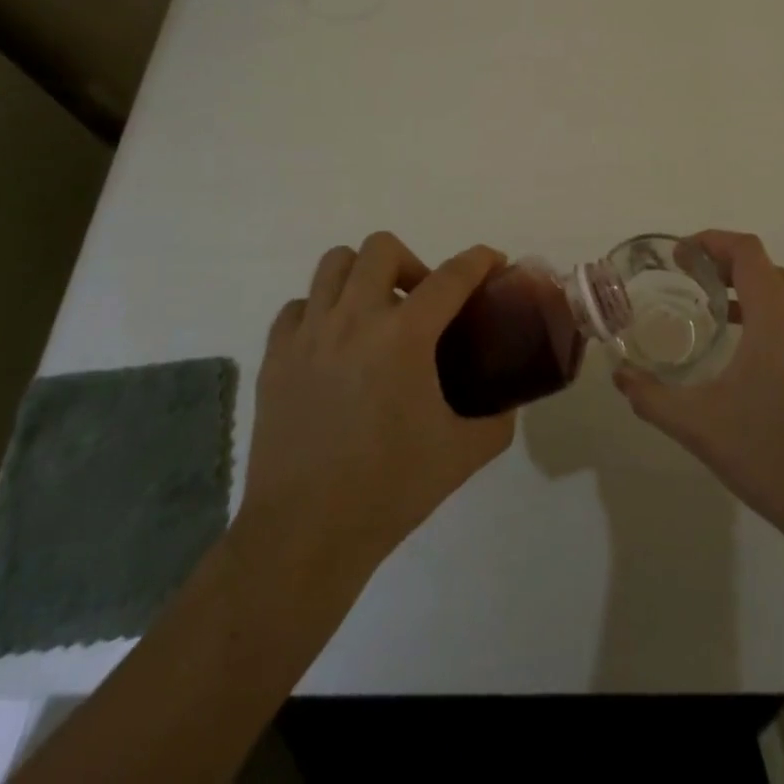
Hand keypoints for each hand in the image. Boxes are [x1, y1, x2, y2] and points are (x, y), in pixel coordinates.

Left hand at [237, 233, 511, 577]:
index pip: (452, 276)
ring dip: (363, 276)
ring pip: (334, 264)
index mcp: (404, 336)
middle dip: (412, 263)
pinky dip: (320, 310)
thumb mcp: (462, 454)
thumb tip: (508, 403)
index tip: (493, 261)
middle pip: (382, 248)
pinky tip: (333, 343)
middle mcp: (354, 319)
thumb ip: (497, 421)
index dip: (479, 260)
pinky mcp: (275, 356)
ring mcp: (308, 334)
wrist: (304, 535)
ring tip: (375, 313)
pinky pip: (298, 307)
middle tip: (422, 302)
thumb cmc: (389, 490)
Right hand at [615, 230, 783, 544]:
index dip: (712, 241)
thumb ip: (651, 397)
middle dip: (725, 259)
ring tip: (710, 301)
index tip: (679, 255)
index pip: (748, 252)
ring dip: (746, 283)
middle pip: (765, 266)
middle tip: (689, 274)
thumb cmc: (766, 452)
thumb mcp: (696, 424)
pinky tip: (736, 342)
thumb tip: (619, 376)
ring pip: (782, 291)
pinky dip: (762, 310)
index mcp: (773, 319)